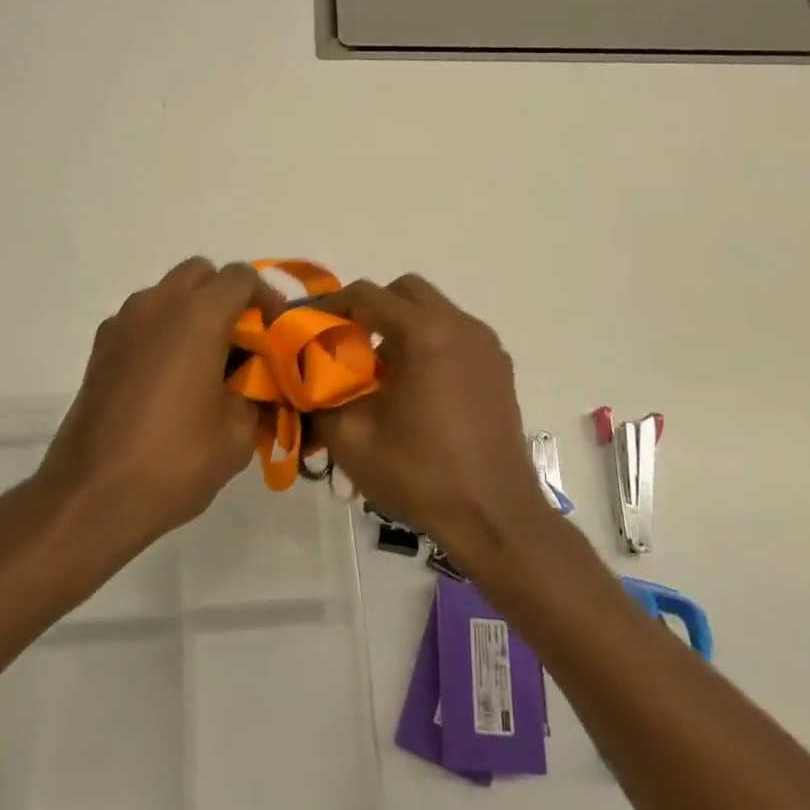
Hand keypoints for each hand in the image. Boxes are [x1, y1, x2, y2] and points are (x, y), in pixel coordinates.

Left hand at [39, 257, 278, 553]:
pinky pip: (142, 320)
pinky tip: (169, 380)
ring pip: (167, 294)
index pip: (240, 277)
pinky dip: (163, 332)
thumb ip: (257, 398)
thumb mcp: (237, 436)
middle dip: (226, 297)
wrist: (91, 497)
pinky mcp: (100, 348)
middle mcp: (157, 305)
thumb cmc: (173, 462)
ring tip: (206, 363)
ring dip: (192, 312)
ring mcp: (122, 323)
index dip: (266, 298)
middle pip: (200, 273)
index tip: (275, 332)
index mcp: (197, 317)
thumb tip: (258, 388)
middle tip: (241, 341)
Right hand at [316, 275, 553, 571]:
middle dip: (371, 309)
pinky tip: (416, 390)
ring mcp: (486, 346)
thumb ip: (320, 396)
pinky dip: (429, 344)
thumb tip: (309, 378)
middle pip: (405, 291)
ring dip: (402, 327)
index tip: (309, 326)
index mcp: (424, 334)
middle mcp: (460, 326)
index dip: (331, 305)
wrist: (496, 518)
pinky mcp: (500, 368)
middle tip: (348, 345)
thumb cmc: (420, 474)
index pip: (367, 295)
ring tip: (382, 373)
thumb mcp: (351, 439)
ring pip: (433, 311)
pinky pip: (455, 336)